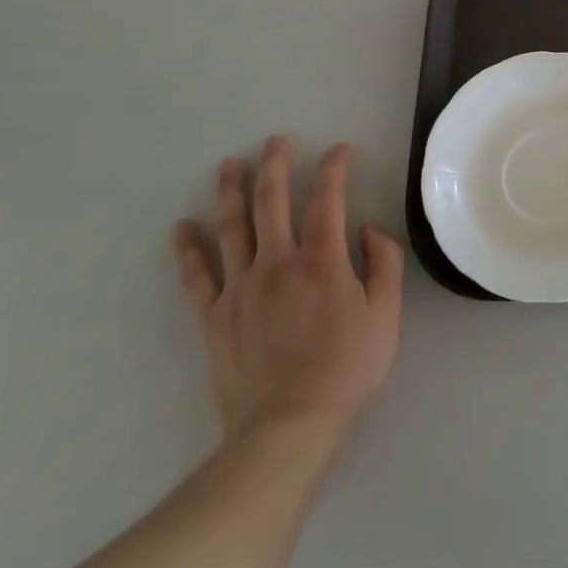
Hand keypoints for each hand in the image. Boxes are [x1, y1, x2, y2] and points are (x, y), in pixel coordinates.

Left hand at [172, 138, 403, 439]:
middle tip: (274, 141)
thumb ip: (384, 263)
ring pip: (232, 228)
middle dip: (274, 166)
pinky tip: (181, 228)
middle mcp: (278, 262)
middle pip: (272, 202)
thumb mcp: (385, 314)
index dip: (333, 169)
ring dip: (230, 192)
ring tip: (228, 164)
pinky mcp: (215, 317)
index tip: (338, 151)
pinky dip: (188, 250)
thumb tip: (367, 229)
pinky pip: (197, 277)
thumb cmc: (346, 368)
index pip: (328, 199)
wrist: (287, 426)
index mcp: (322, 259)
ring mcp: (241, 288)